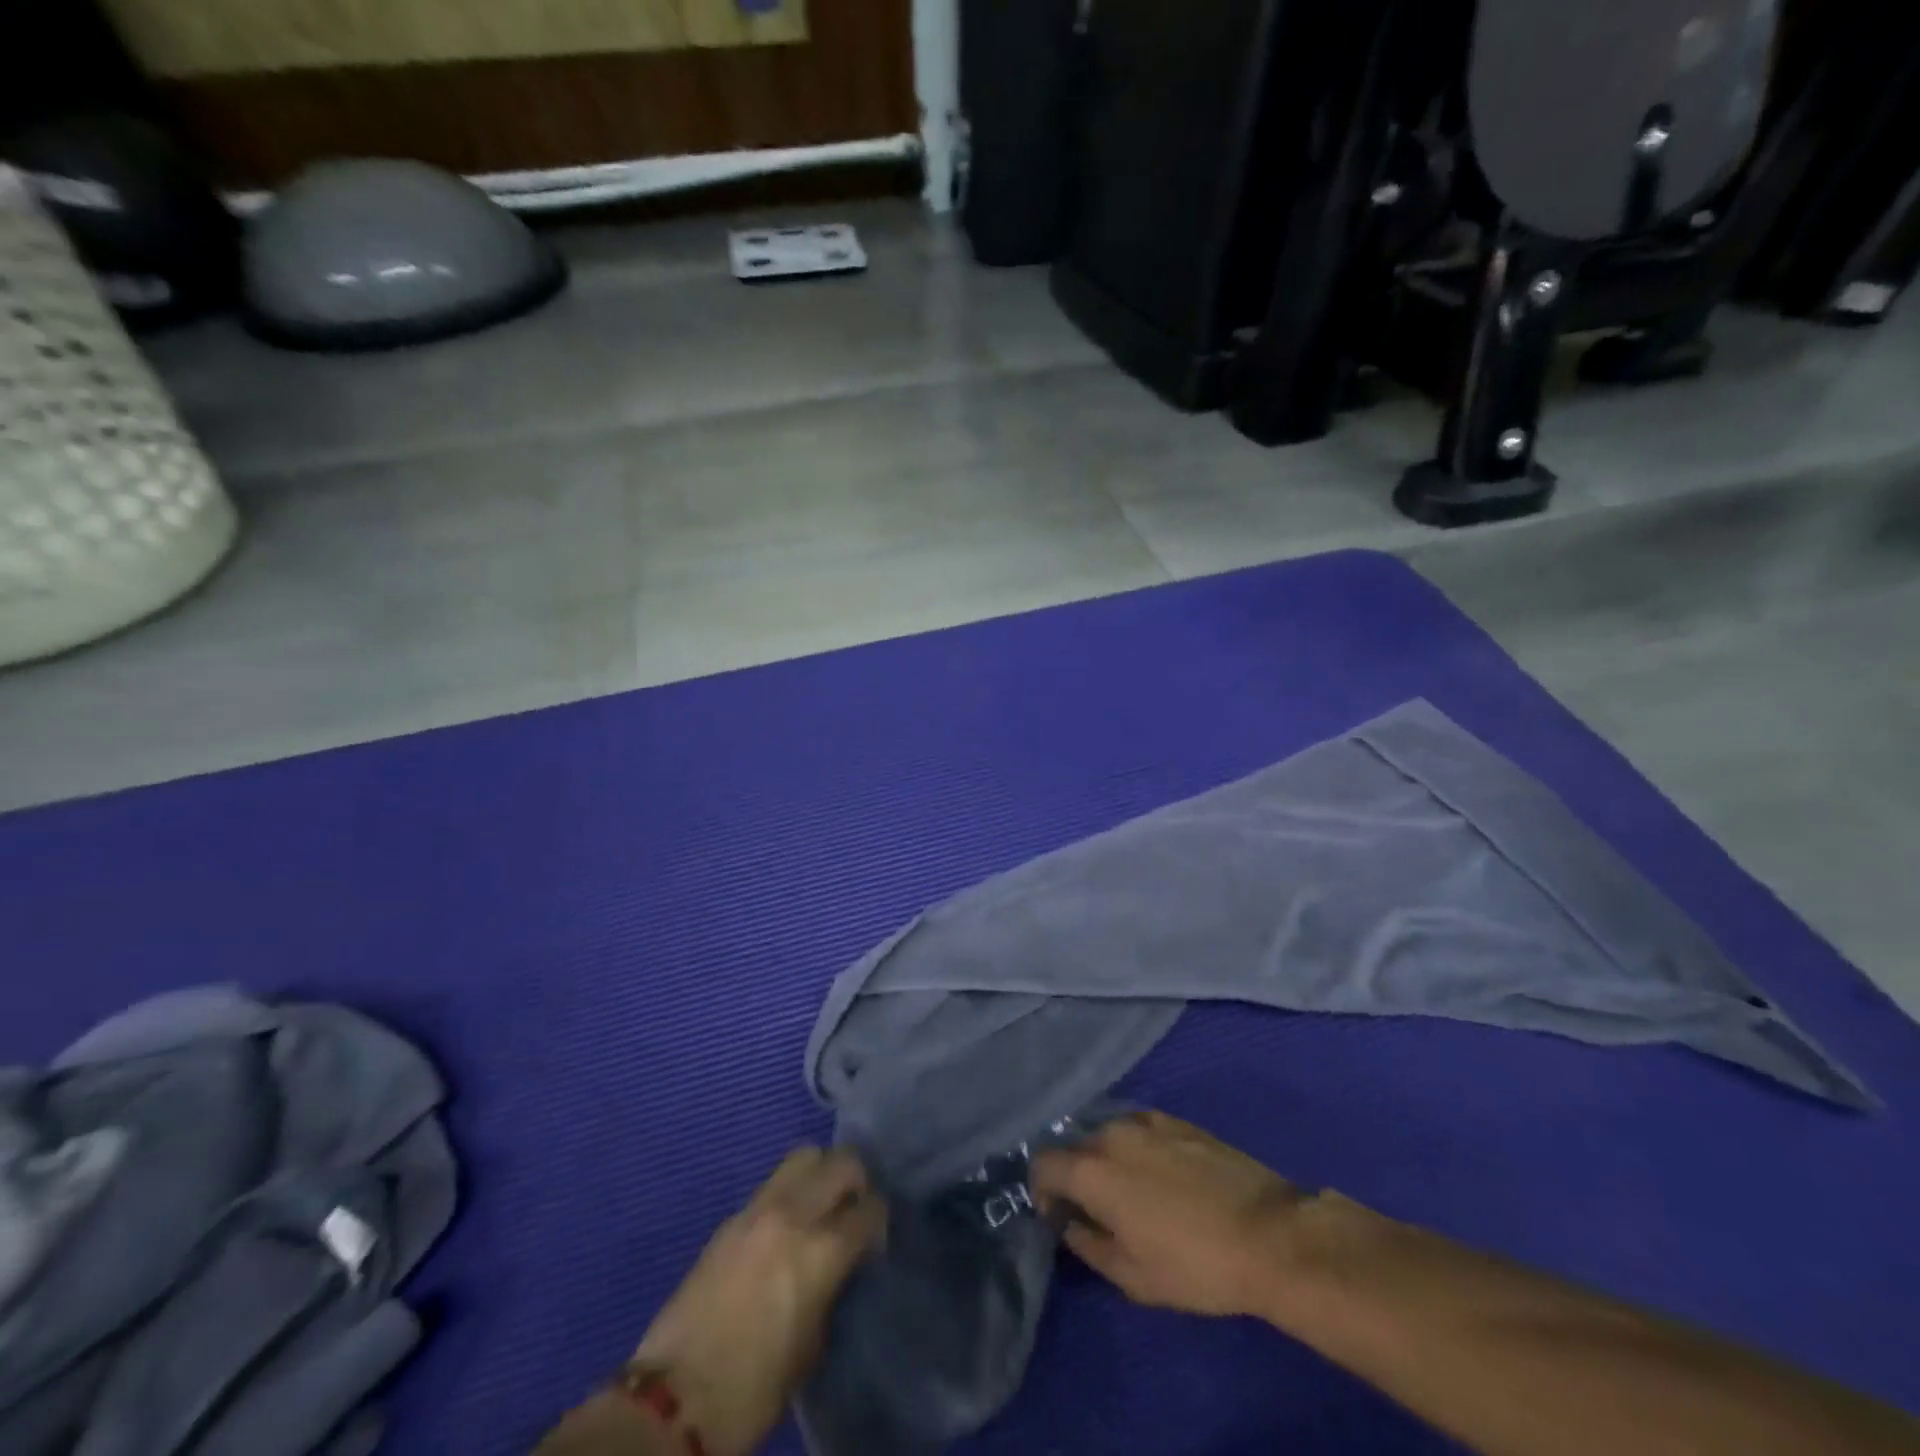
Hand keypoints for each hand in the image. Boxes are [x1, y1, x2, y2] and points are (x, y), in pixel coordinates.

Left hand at [631, 1147, 884, 1455]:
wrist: (674, 1399)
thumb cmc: (753, 1388)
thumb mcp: (812, 1345)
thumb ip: (831, 1289)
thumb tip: (838, 1267)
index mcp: (822, 1250)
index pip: (870, 1209)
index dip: (879, 1221)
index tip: (875, 1239)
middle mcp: (794, 1214)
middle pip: (840, 1162)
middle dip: (856, 1180)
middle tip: (854, 1209)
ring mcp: (757, 1209)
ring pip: (803, 1157)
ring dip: (820, 1173)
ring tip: (820, 1204)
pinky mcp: (730, 1218)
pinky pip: (771, 1185)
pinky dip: (788, 1194)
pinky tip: (783, 1227)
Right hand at [1032, 1110, 1302, 1320]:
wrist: (1268, 1234)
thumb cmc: (1194, 1264)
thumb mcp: (1132, 1276)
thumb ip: (1088, 1245)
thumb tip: (1070, 1224)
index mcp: (1092, 1169)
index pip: (1042, 1163)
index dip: (1042, 1189)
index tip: (1059, 1215)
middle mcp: (1111, 1133)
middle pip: (1075, 1146)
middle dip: (1075, 1174)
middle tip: (1097, 1208)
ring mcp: (1146, 1120)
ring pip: (1107, 1134)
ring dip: (1106, 1159)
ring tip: (1131, 1191)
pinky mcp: (1176, 1119)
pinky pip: (1139, 1127)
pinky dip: (1135, 1147)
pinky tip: (1160, 1175)